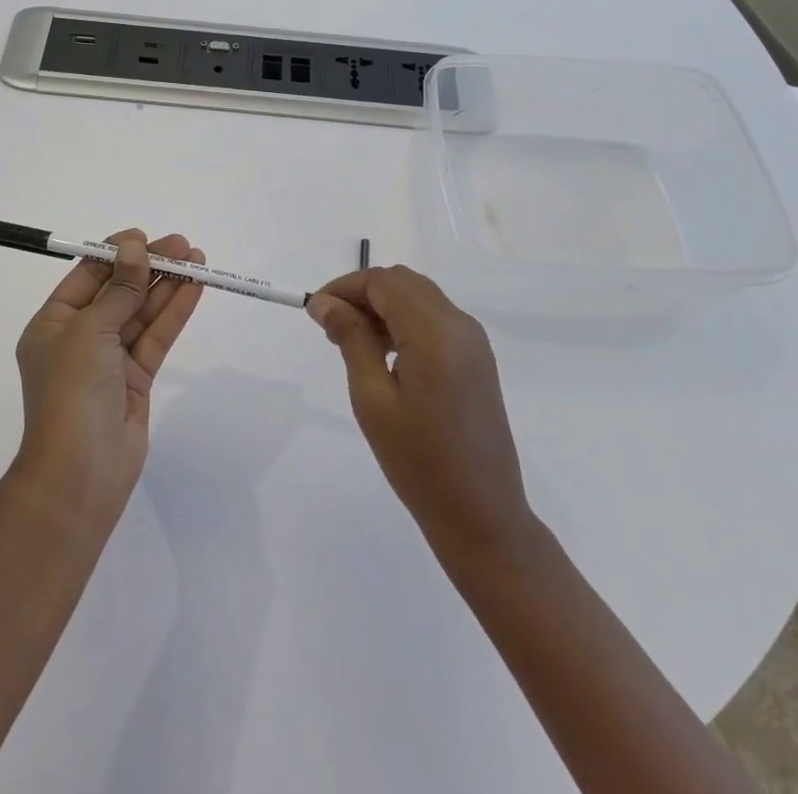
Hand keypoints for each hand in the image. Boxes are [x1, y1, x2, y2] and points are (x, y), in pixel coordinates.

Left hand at [11, 230, 203, 530]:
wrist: (80, 474)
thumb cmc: (71, 392)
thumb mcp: (90, 331)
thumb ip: (119, 289)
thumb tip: (133, 248)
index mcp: (53, 324)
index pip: (86, 277)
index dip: (116, 254)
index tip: (145, 238)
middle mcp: (79, 338)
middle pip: (118, 291)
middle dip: (149, 267)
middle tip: (182, 246)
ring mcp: (109, 360)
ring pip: (141, 313)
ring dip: (167, 286)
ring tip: (197, 259)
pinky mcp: (136, 379)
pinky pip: (156, 337)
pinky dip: (174, 312)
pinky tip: (194, 288)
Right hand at [308, 266, 536, 556]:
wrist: (482, 515)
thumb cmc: (419, 462)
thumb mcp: (373, 399)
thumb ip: (351, 339)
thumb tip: (325, 302)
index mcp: (435, 332)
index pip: (382, 282)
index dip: (344, 287)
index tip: (315, 312)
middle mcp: (459, 324)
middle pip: (402, 282)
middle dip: (362, 294)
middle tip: (332, 328)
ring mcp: (474, 340)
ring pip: (419, 296)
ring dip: (383, 306)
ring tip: (353, 342)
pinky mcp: (478, 357)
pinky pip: (435, 317)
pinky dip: (405, 320)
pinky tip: (386, 354)